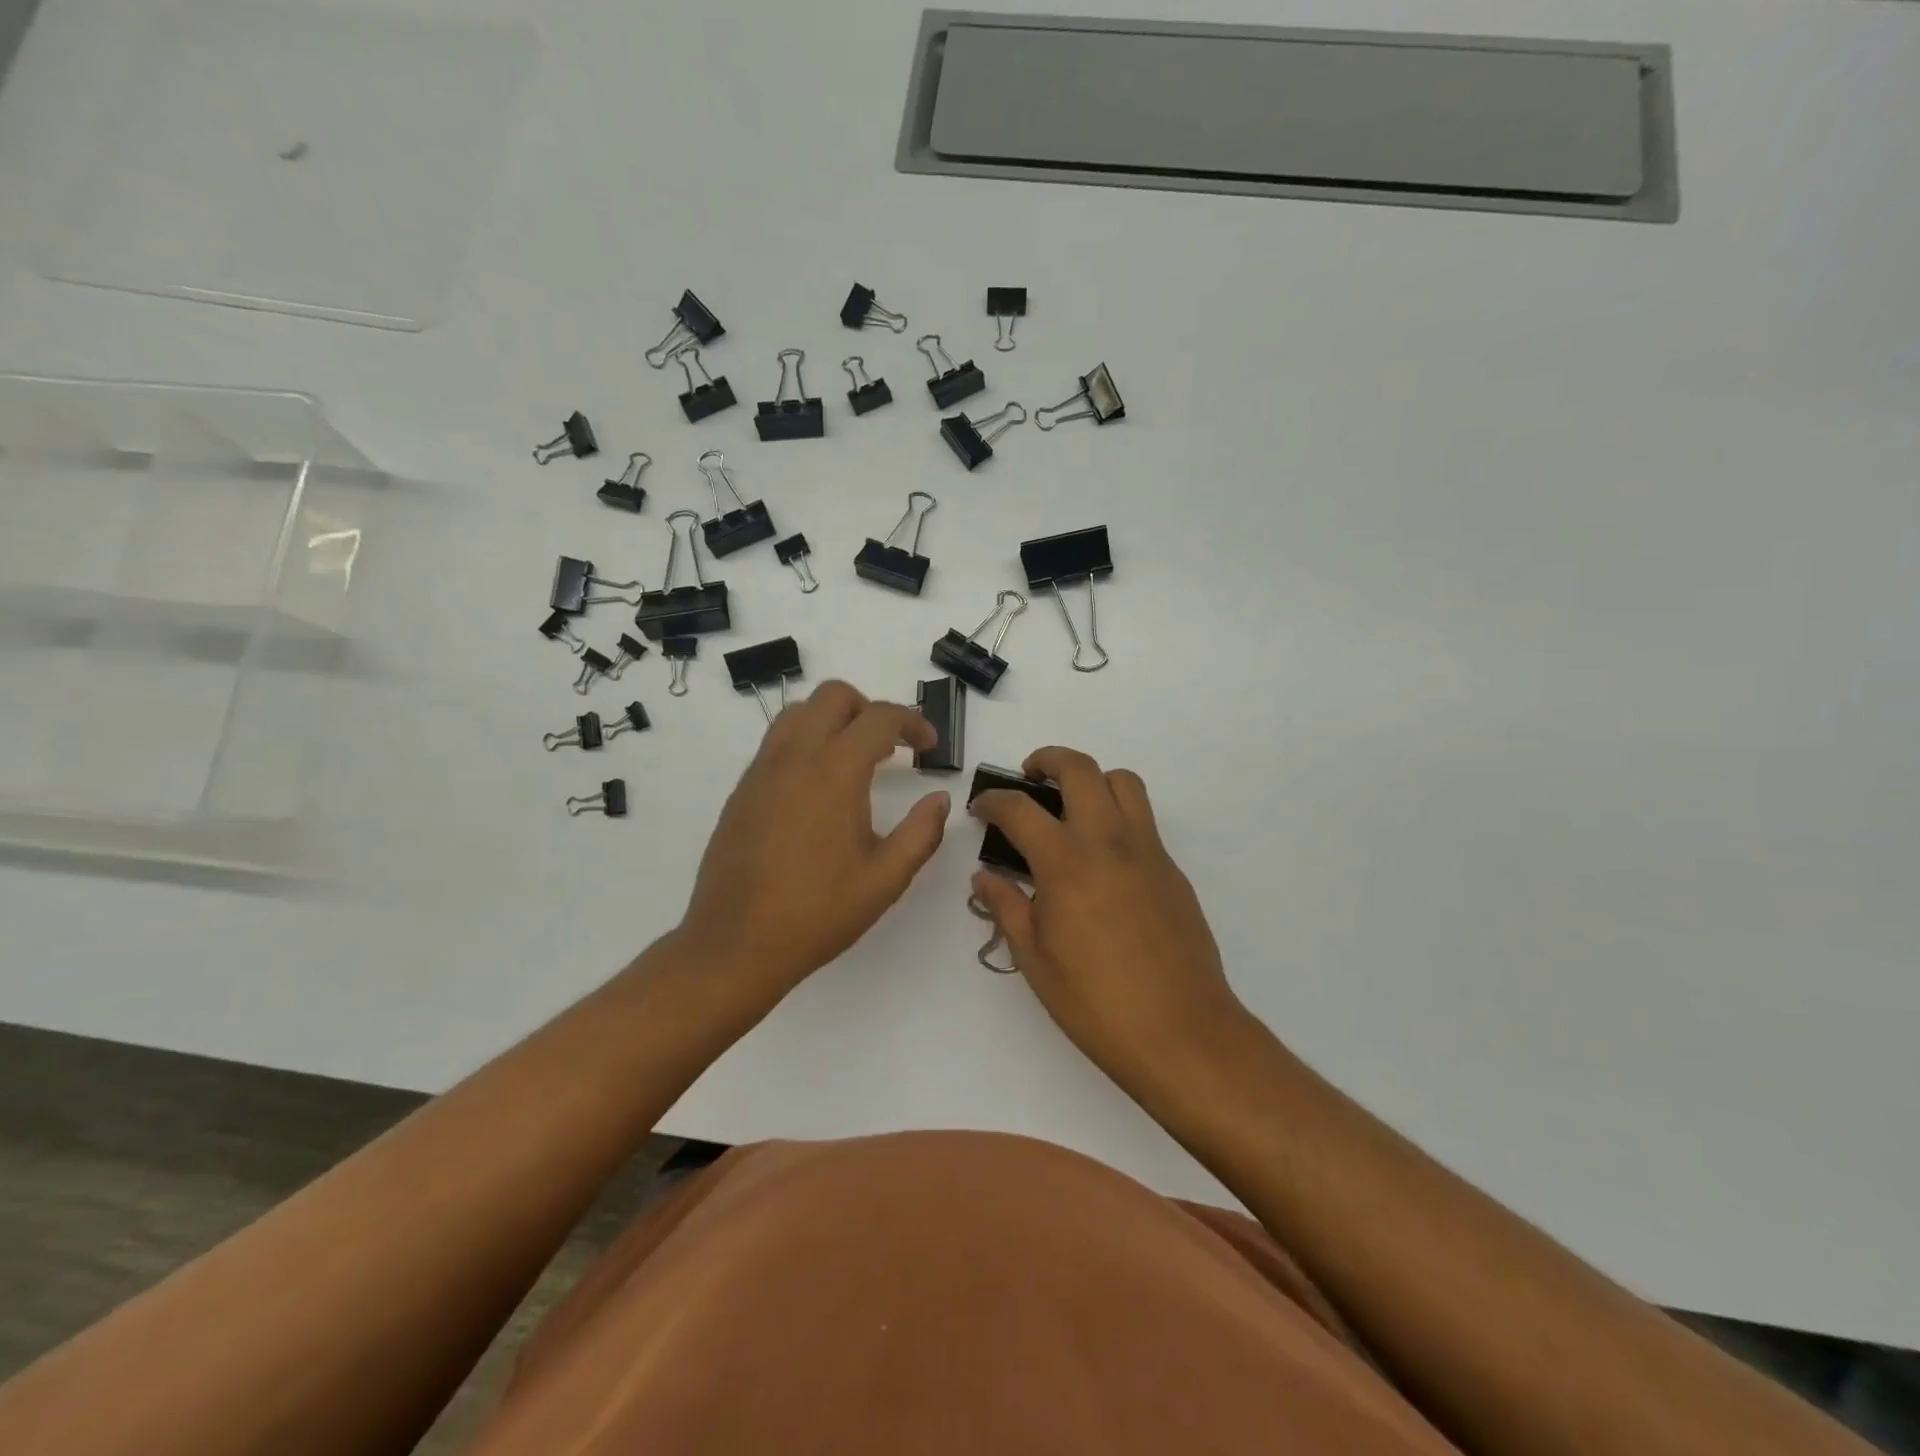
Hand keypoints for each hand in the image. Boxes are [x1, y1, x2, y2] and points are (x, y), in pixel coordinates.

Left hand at [676, 681, 948, 1008]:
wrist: (735, 943)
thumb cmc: (818, 912)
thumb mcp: (886, 878)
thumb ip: (922, 832)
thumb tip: (940, 799)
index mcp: (835, 772)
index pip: (880, 718)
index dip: (913, 723)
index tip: (929, 748)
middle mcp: (795, 757)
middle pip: (834, 696)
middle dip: (870, 709)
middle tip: (891, 747)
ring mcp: (762, 770)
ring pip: (799, 712)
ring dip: (834, 720)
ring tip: (855, 760)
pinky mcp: (742, 790)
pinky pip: (777, 742)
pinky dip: (806, 742)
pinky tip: (819, 789)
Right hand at [970, 748, 1247, 1090]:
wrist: (1182, 1032)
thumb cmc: (1096, 1003)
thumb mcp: (1035, 960)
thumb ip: (1007, 908)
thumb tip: (985, 877)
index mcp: (1066, 863)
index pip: (1020, 809)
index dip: (994, 801)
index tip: (982, 809)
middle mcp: (1108, 842)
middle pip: (1081, 769)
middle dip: (1048, 760)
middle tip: (1030, 778)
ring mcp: (1147, 851)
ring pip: (1123, 782)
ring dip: (1092, 779)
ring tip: (1072, 806)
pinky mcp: (1172, 869)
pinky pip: (1143, 820)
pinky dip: (1117, 816)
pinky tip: (1102, 860)